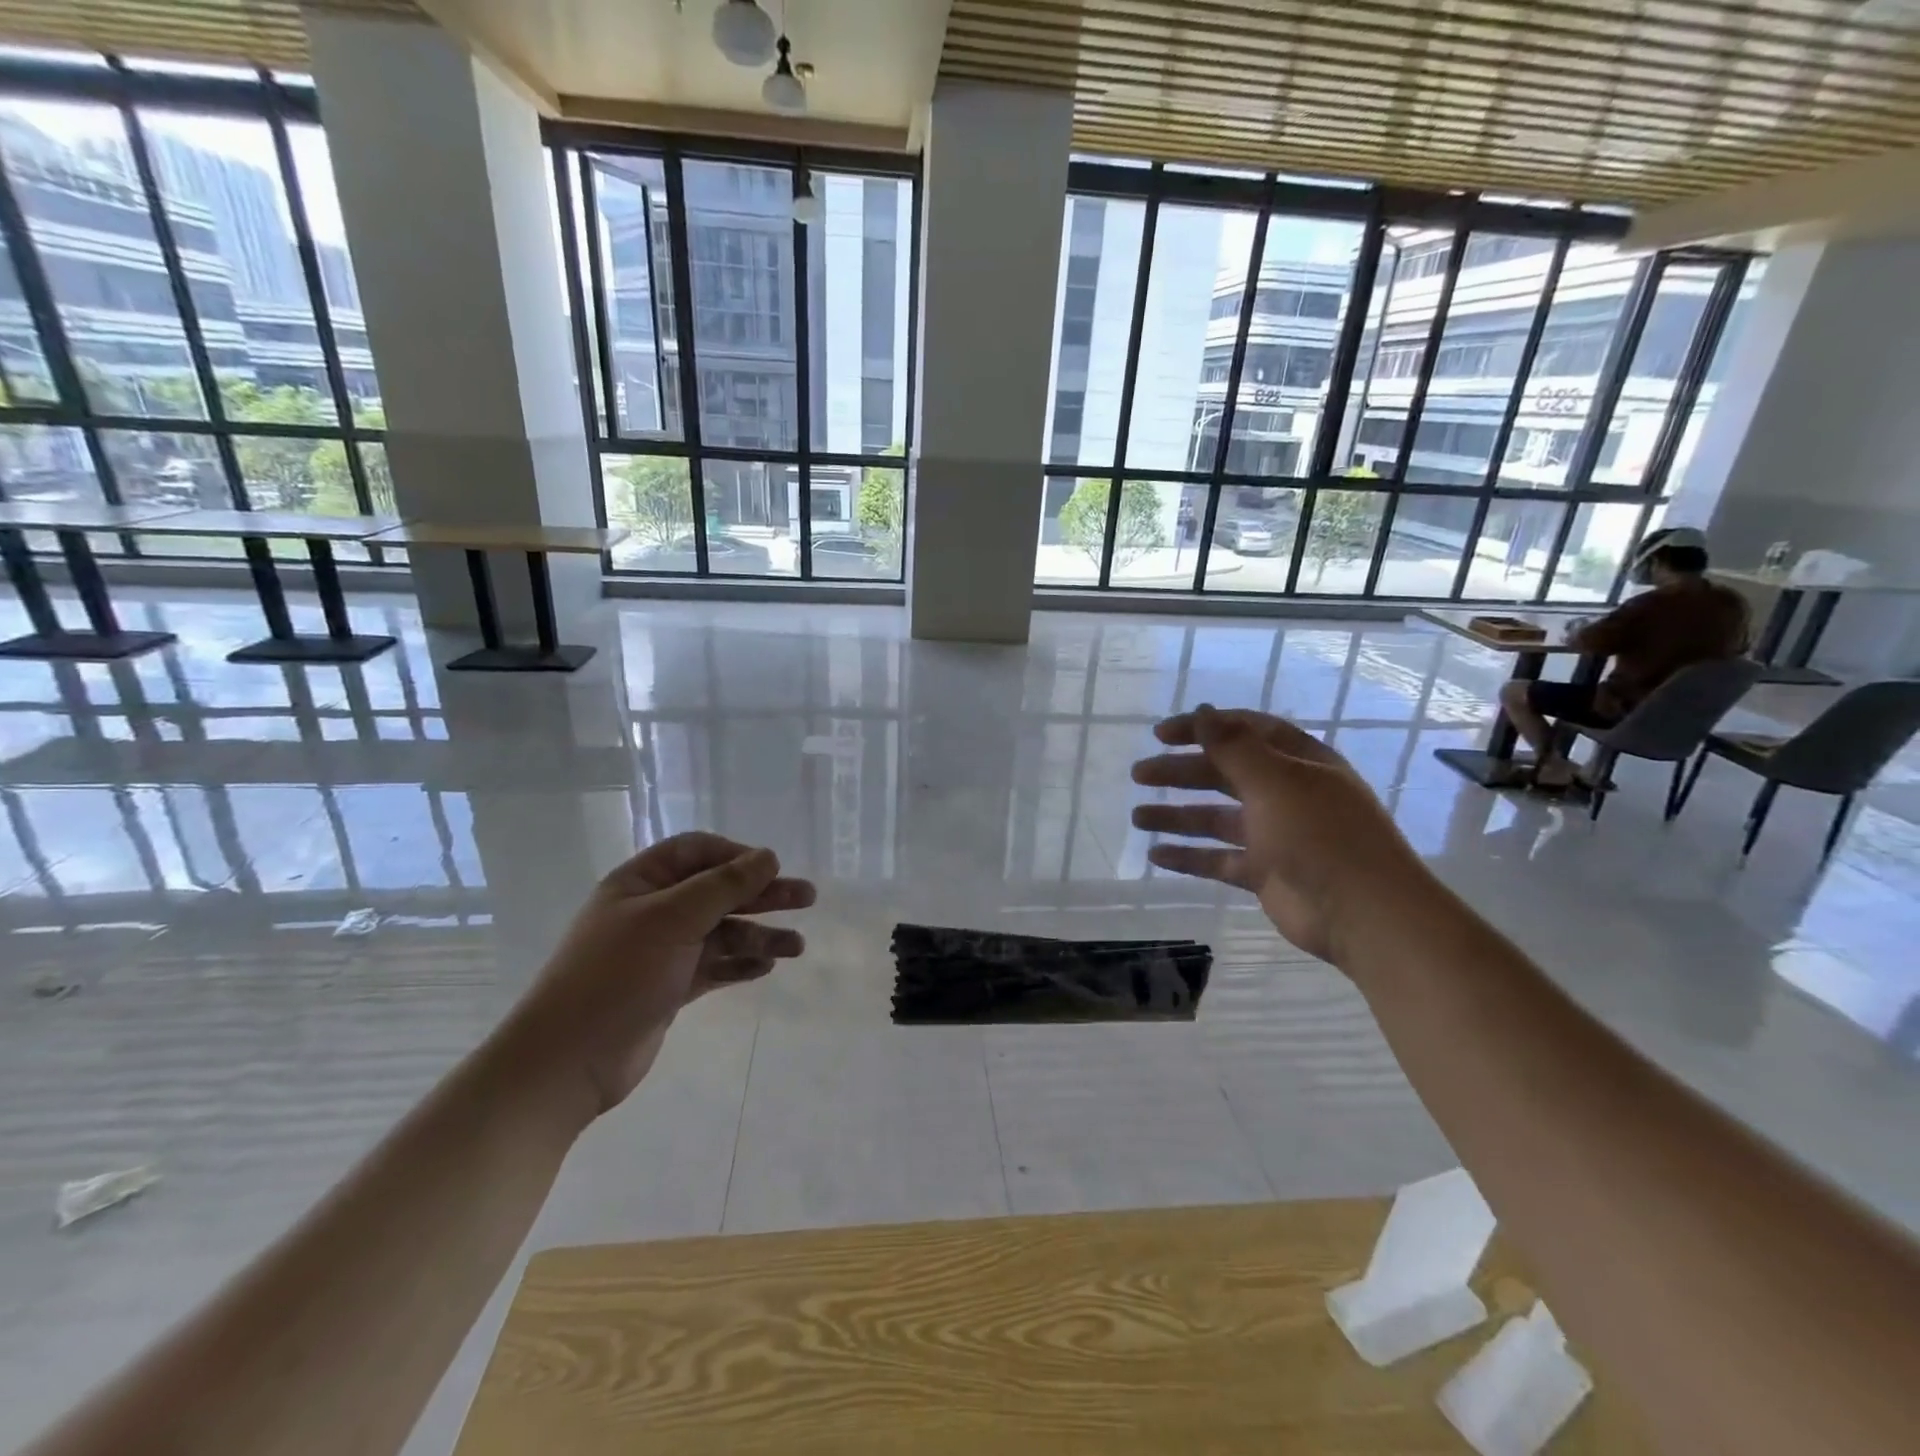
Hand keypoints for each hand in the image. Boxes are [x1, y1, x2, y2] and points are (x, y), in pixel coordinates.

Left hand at [503, 832, 815, 1118]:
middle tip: (807, 898)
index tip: (772, 868)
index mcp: (641, 883)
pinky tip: (766, 967)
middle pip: (717, 891)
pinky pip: (714, 966)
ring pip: (721, 932)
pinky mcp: (670, 987)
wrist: (567, 1061)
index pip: (696, 851)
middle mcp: (652, 911)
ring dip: (759, 934)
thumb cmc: (617, 975)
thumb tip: (768, 856)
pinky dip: (740, 964)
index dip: (736, 855)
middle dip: (762, 894)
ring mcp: (661, 951)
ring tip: (797, 947)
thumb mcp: (672, 919)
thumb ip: (724, 886)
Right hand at [1130, 705, 1429, 962]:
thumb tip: (1201, 711)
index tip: (1161, 734)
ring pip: (1215, 818)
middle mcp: (1285, 794)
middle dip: (1180, 772)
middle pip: (1223, 774)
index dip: (1202, 728)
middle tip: (1139, 773)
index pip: (1243, 732)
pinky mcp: (1264, 872)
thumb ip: (1233, 747)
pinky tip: (1156, 856)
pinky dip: (1189, 857)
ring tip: (1137, 817)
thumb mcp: (1276, 781)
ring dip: (1177, 815)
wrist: (1364, 913)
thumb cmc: (1321, 835)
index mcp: (1297, 763)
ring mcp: (1274, 835)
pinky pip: (1218, 859)